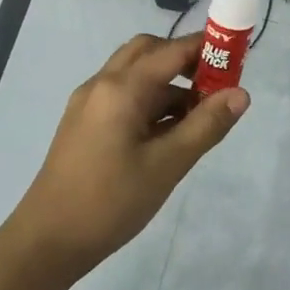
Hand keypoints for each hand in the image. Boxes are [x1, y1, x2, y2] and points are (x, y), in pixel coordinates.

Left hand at [3, 33, 247, 279]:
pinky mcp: (85, 124)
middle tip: (216, 84)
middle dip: (185, 60)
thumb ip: (206, 125)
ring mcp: (89, 104)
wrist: (48, 240)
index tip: (238, 57)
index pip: (172, 51)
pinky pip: (123, 96)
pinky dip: (151, 101)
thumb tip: (241, 94)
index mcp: (121, 88)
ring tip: (200, 115)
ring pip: (135, 75)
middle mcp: (102, 85)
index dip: (207, 48)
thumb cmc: (111, 201)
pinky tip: (170, 131)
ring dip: (169, 83)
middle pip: (148, 52)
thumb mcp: (167, 164)